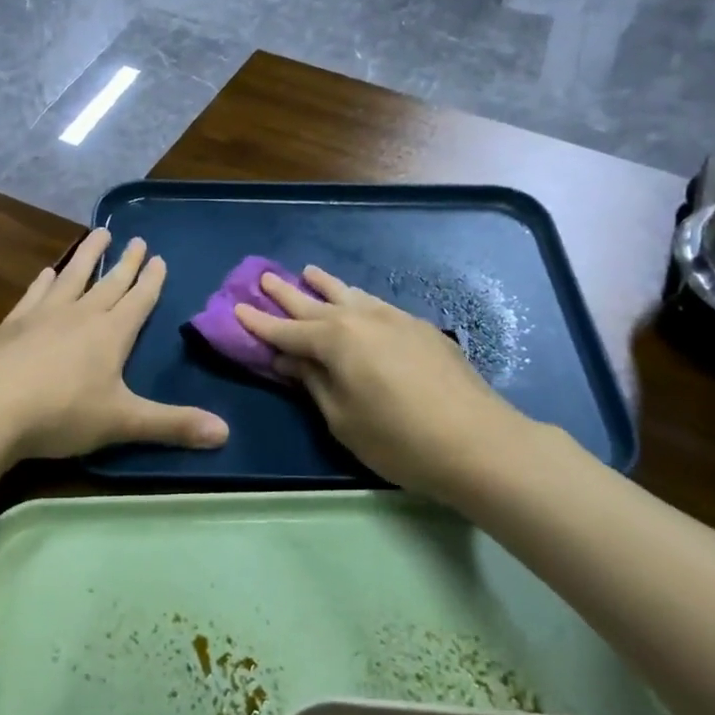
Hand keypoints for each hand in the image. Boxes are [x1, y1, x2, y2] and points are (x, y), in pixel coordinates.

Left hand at [0, 228, 228, 461]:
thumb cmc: (62, 413)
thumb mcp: (123, 422)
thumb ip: (173, 425)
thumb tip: (226, 433)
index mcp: (112, 334)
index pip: (139, 300)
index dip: (151, 280)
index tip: (160, 257)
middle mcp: (81, 315)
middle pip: (109, 282)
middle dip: (126, 262)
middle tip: (137, 239)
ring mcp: (44, 315)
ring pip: (73, 276)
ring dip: (88, 255)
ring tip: (99, 232)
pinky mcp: (13, 324)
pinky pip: (35, 294)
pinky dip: (44, 282)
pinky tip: (46, 272)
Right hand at [234, 266, 529, 497]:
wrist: (477, 441)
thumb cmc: (398, 439)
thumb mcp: (342, 418)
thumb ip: (313, 382)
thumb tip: (288, 359)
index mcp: (335, 340)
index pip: (286, 331)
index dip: (259, 323)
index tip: (236, 308)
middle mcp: (361, 318)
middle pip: (314, 303)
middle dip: (286, 293)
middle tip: (264, 276)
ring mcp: (394, 319)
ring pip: (350, 295)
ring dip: (325, 285)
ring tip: (309, 272)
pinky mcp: (421, 328)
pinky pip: (376, 304)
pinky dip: (358, 299)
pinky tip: (358, 300)